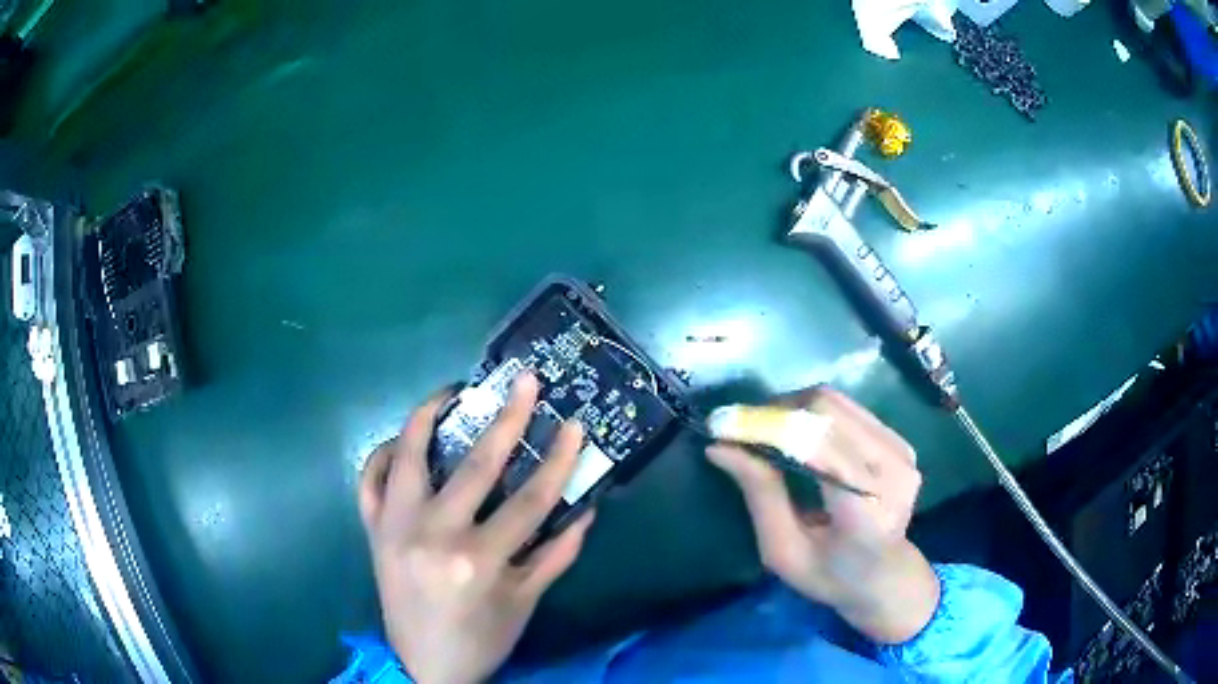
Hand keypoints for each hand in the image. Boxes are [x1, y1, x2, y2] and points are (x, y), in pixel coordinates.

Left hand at [358, 374, 594, 683]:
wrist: (423, 665)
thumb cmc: (481, 638)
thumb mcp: (525, 602)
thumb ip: (557, 555)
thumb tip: (586, 509)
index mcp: (479, 559)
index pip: (530, 500)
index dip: (558, 460)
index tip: (575, 425)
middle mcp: (433, 535)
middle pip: (476, 465)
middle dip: (508, 418)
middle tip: (525, 381)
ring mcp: (395, 528)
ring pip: (407, 456)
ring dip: (428, 416)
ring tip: (451, 392)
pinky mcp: (373, 531)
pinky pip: (369, 479)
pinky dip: (382, 454)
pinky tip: (401, 441)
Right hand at [706, 387, 937, 643]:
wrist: (886, 577)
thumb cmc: (829, 575)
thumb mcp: (783, 551)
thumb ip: (760, 495)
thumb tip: (720, 447)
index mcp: (864, 509)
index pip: (816, 445)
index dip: (767, 427)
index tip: (722, 427)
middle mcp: (891, 470)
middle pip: (826, 409)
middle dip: (776, 412)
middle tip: (741, 430)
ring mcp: (901, 451)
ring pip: (836, 401)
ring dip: (793, 408)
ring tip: (765, 430)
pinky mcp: (900, 441)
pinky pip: (849, 409)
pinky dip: (814, 414)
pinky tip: (797, 435)